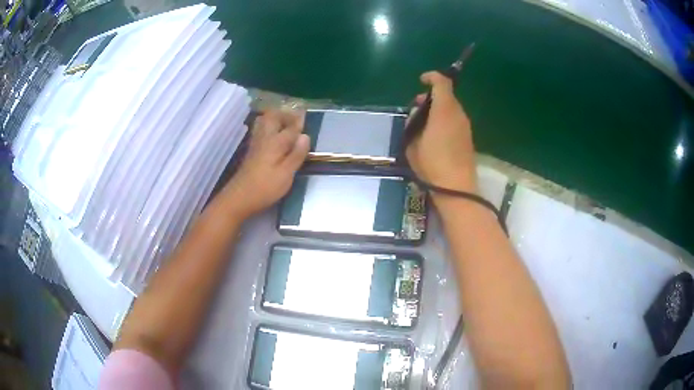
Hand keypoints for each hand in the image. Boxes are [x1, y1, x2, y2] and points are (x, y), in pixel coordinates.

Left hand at [222, 110, 309, 218]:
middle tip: (295, 119)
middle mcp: (264, 138)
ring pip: (263, 122)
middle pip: (272, 117)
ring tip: (286, 124)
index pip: (290, 127)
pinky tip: (275, 136)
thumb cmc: (265, 187)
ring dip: (275, 119)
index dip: (298, 120)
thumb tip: (305, 136)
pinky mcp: (251, 152)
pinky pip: (260, 131)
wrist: (239, 198)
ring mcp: (255, 144)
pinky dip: (269, 127)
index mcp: (275, 142)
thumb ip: (296, 154)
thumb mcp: (286, 174)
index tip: (306, 113)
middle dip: (284, 114)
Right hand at [406, 72, 476, 196]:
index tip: (421, 80)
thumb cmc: (432, 163)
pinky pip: (455, 120)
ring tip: (423, 123)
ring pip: (451, 108)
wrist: (456, 188)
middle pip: (447, 95)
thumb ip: (413, 124)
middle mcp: (458, 114)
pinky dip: (444, 120)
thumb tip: (417, 116)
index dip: (431, 77)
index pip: (442, 82)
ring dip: (437, 109)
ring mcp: (465, 126)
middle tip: (417, 106)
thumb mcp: (412, 143)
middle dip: (431, 96)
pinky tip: (434, 135)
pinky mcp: (468, 138)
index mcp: (444, 110)